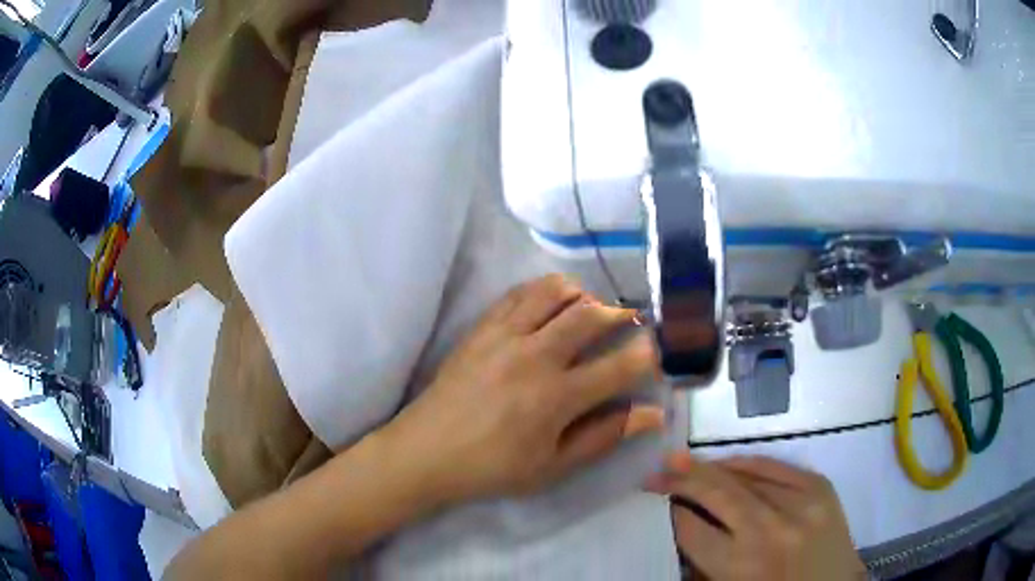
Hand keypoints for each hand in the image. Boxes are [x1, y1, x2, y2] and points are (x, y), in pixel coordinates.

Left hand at [384, 274, 664, 503]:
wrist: (427, 451)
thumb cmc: (493, 467)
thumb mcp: (553, 466)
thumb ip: (604, 436)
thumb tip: (651, 415)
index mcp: (556, 398)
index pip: (620, 366)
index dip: (650, 355)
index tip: (663, 350)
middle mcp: (534, 356)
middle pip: (591, 315)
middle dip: (621, 314)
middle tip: (630, 324)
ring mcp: (504, 336)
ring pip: (554, 291)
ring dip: (583, 294)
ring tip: (590, 311)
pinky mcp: (482, 328)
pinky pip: (519, 293)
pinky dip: (544, 291)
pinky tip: (550, 306)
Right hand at [646, 452, 866, 580]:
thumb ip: (704, 559)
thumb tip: (683, 519)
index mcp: (741, 566)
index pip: (692, 529)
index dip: (672, 512)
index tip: (658, 501)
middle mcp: (770, 529)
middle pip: (716, 492)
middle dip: (681, 478)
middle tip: (656, 470)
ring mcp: (800, 502)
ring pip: (745, 473)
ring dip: (712, 468)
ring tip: (686, 462)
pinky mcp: (819, 486)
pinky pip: (775, 465)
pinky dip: (748, 462)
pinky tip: (729, 462)